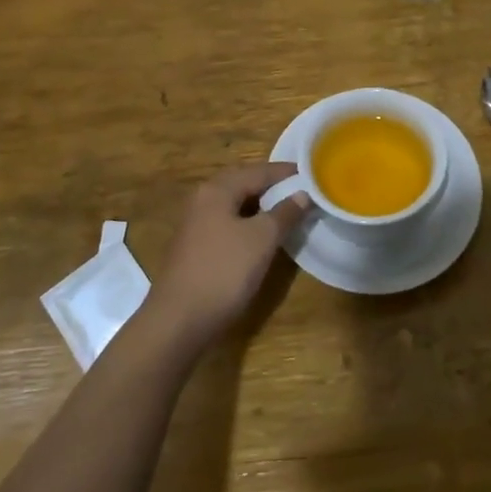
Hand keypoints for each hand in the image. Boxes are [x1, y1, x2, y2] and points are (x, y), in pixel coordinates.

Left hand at [145, 163, 310, 349]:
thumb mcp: (262, 239)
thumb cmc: (224, 271)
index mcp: (217, 190)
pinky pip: (227, 223)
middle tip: (300, 191)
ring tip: (287, 212)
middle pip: (243, 184)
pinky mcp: (195, 247)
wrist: (179, 320)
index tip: (311, 173)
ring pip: (234, 205)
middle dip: (272, 186)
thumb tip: (302, 194)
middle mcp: (203, 199)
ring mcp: (196, 224)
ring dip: (260, 206)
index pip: (258, 171)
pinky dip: (248, 223)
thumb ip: (284, 213)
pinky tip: (262, 236)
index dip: (285, 172)